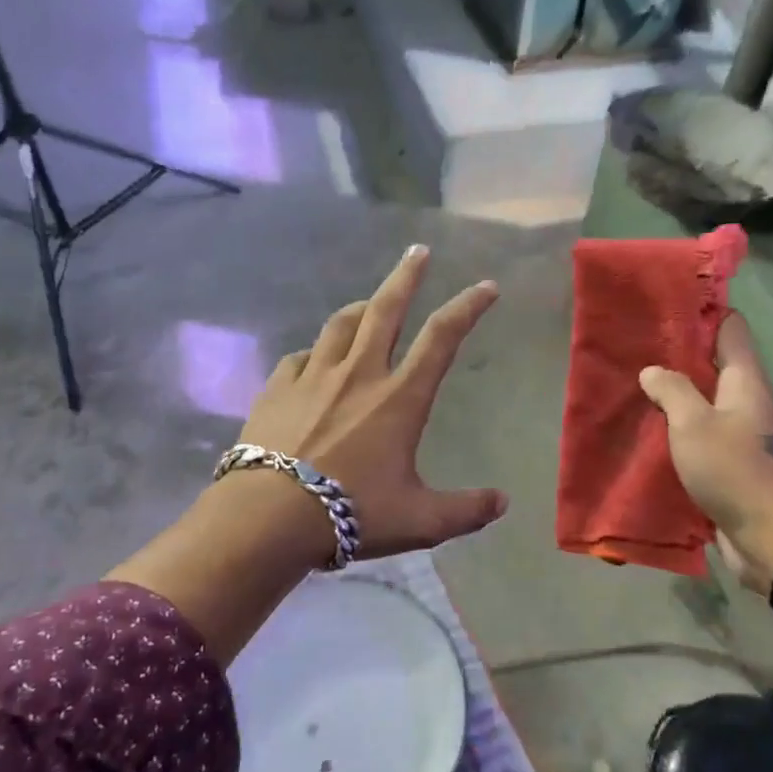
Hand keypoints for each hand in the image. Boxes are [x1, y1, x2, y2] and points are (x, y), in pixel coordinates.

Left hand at [234, 244, 508, 563]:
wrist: (269, 516)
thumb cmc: (353, 512)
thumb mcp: (420, 520)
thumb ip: (465, 509)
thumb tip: (503, 501)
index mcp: (399, 397)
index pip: (442, 337)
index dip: (468, 306)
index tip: (486, 286)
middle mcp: (359, 373)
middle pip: (386, 308)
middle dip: (406, 275)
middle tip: (418, 251)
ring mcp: (314, 376)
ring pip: (341, 323)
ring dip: (361, 307)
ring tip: (369, 303)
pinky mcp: (277, 387)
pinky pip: (301, 356)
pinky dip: (316, 352)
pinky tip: (315, 361)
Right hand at [640, 313, 772, 594]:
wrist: (771, 538)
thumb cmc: (735, 471)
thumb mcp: (694, 424)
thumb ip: (672, 391)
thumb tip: (653, 371)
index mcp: (746, 381)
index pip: (730, 328)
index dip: (702, 312)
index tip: (665, 306)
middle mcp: (747, 401)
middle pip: (714, 364)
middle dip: (678, 355)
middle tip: (636, 347)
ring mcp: (741, 433)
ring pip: (704, 401)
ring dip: (675, 394)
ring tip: (635, 385)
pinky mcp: (730, 463)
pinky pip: (700, 434)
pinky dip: (677, 428)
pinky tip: (647, 430)